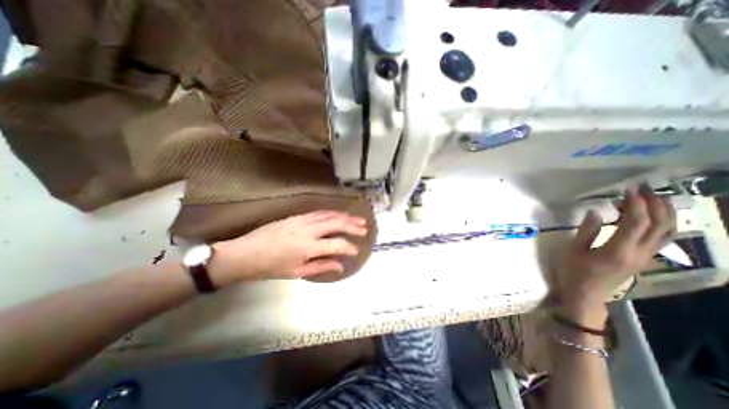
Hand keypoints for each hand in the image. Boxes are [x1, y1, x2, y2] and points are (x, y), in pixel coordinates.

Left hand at [206, 211, 367, 283]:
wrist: (243, 254)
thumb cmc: (269, 268)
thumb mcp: (296, 272)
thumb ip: (321, 267)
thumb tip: (340, 266)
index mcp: (307, 247)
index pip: (336, 244)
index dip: (349, 247)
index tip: (356, 250)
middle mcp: (307, 230)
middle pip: (335, 223)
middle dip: (352, 225)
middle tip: (364, 228)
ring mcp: (301, 220)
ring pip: (328, 215)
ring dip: (344, 216)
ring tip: (356, 218)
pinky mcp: (296, 216)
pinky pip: (318, 212)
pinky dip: (331, 212)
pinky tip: (337, 214)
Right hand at [560, 187, 673, 324]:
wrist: (586, 295)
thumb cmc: (574, 272)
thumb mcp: (573, 251)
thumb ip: (586, 231)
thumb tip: (596, 212)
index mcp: (618, 251)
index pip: (635, 223)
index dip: (635, 204)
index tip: (627, 190)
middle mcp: (639, 253)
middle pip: (658, 226)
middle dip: (654, 204)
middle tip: (643, 189)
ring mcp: (645, 257)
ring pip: (667, 232)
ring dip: (664, 213)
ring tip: (654, 197)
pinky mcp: (643, 259)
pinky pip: (662, 239)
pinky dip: (663, 224)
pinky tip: (654, 216)